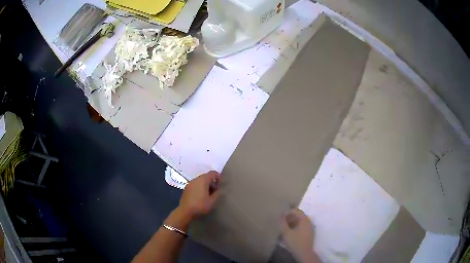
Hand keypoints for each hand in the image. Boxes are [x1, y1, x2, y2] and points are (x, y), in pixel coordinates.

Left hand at [178, 171, 220, 220]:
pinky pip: (195, 184)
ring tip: (209, 194)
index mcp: (202, 180)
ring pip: (200, 180)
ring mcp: (189, 183)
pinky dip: (200, 187)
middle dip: (212, 181)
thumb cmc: (200, 206)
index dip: (218, 176)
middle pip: (205, 176)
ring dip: (205, 185)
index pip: (212, 173)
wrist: (185, 211)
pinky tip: (201, 196)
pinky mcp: (186, 188)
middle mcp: (195, 179)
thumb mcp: (212, 201)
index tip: (221, 184)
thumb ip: (217, 193)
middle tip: (216, 190)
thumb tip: (219, 189)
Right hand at [281, 209, 317, 262]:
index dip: (288, 212)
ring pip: (301, 221)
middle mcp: (309, 221)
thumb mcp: (286, 232)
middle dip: (291, 217)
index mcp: (304, 219)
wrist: (304, 252)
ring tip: (286, 227)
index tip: (281, 217)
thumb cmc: (295, 242)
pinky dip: (297, 226)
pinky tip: (292, 232)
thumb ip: (283, 223)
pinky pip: (303, 226)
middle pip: (299, 215)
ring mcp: (311, 227)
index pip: (296, 211)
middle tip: (283, 222)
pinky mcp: (310, 232)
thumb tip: (281, 214)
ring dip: (294, 222)